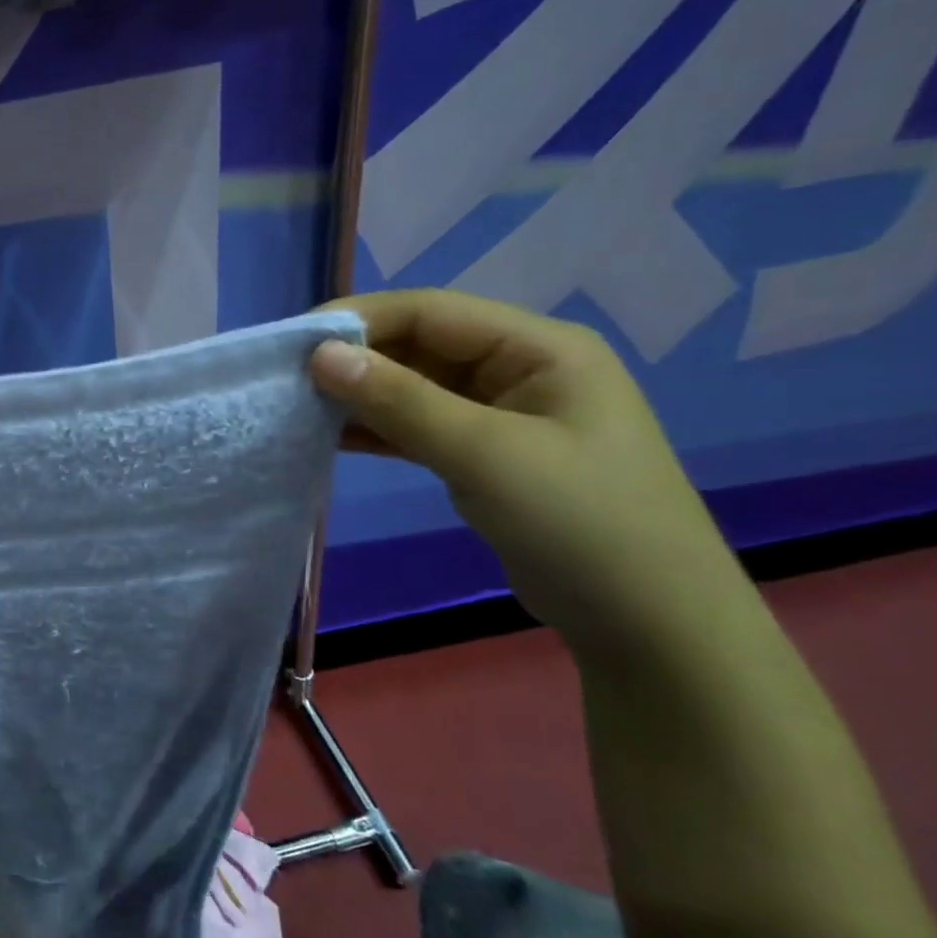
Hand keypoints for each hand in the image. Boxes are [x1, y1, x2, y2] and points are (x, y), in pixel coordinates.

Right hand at [307, 289, 744, 653]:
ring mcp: (502, 415)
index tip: (295, 341)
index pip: (432, 311)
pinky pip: (419, 426)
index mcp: (539, 348)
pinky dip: (377, 430)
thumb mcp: (485, 455)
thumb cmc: (580, 524)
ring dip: (361, 395)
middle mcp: (520, 370)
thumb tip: (320, 355)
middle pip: (420, 346)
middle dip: (356, 358)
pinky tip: (332, 436)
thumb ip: (400, 401)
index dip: (361, 319)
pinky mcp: (485, 455)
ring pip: (415, 388)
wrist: (648, 626)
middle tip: (288, 377)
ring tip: (299, 405)